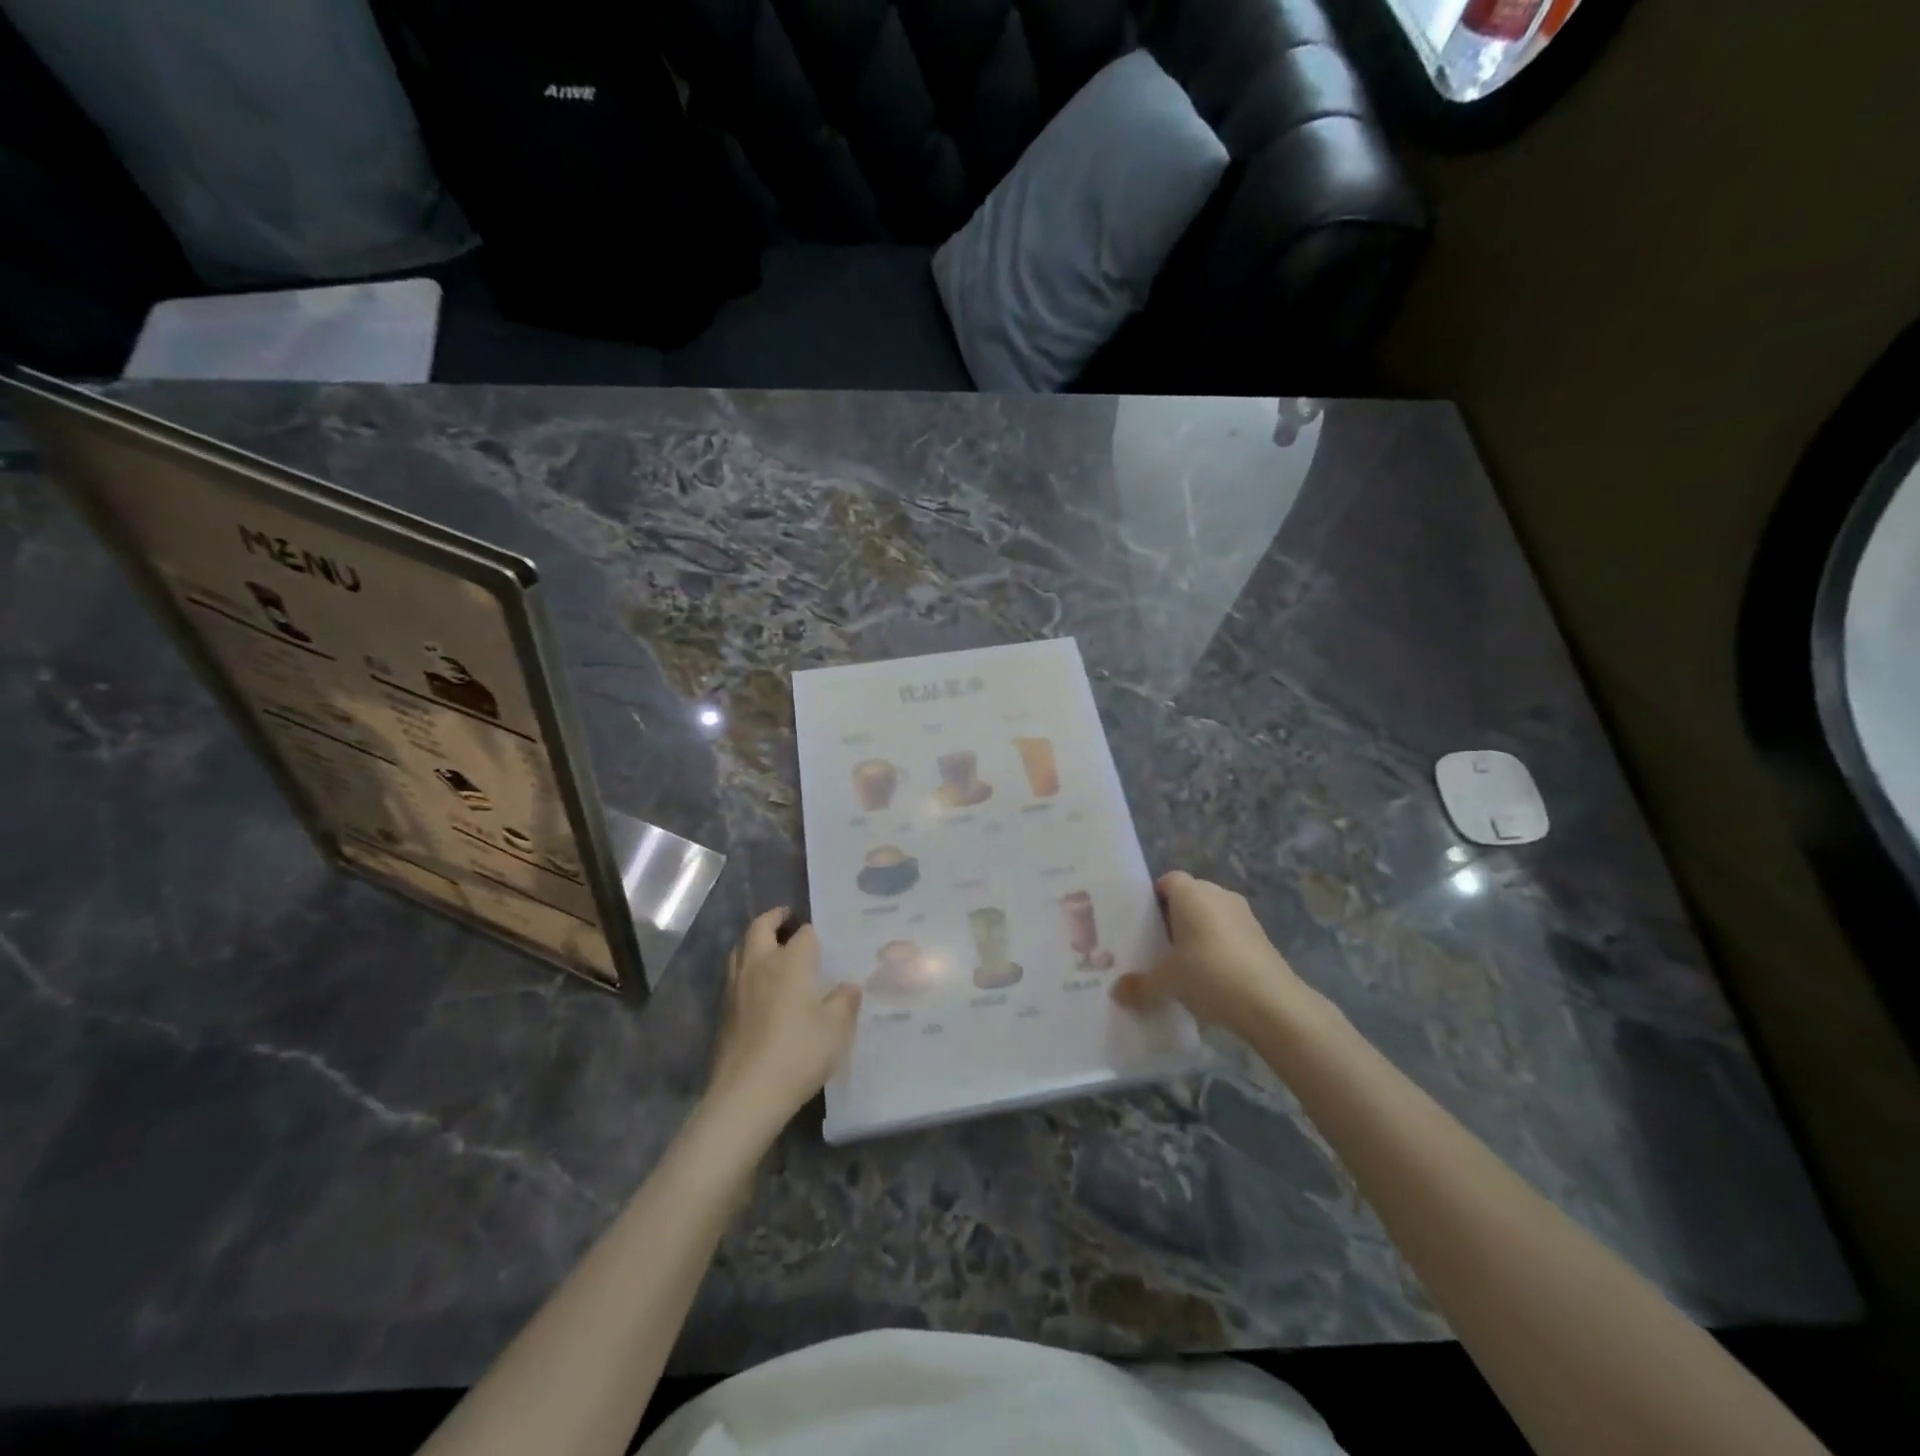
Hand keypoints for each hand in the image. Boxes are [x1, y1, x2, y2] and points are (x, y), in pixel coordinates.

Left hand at [706, 907, 861, 1125]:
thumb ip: (844, 1002)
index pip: (804, 934)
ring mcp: (736, 986)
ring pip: (740, 948)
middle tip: (787, 917)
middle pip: (760, 927)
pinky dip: (745, 967)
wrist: (747, 1093)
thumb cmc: (799, 1053)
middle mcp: (760, 964)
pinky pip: (733, 974)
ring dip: (754, 940)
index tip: (821, 937)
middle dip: (774, 918)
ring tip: (769, 945)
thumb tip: (849, 986)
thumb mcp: (836, 1029)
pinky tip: (757, 984)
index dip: (813, 933)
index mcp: (791, 962)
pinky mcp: (723, 1010)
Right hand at [1113, 871, 1315, 1033]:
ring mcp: (1245, 916)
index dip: (1154, 899)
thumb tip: (1117, 992)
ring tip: (1183, 964)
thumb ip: (1140, 986)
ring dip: (1199, 934)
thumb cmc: (1209, 975)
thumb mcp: (1166, 983)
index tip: (1142, 923)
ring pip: (1212, 916)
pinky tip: (1210, 978)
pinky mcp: (1262, 939)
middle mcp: (1219, 895)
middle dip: (1175, 917)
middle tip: (1158, 944)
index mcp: (1192, 894)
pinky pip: (1230, 935)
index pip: (1168, 880)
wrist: (1272, 1004)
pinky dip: (1219, 949)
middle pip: (1190, 896)